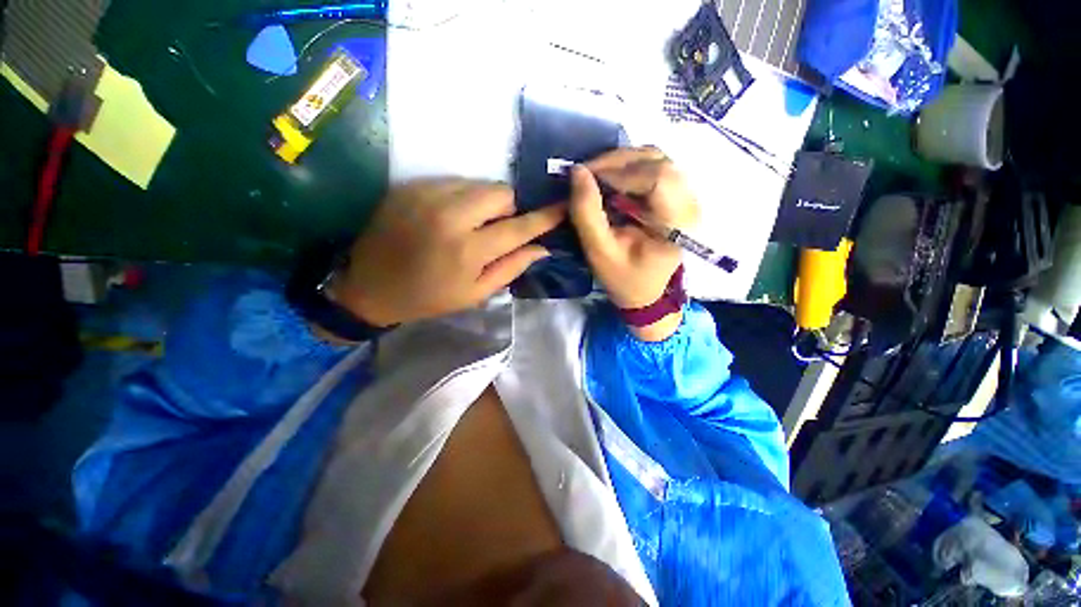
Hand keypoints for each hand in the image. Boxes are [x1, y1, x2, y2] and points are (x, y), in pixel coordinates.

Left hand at [330, 179, 564, 326]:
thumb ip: (511, 268)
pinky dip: (462, 197)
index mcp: (468, 251)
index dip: (545, 217)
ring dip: (486, 202)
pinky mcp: (410, 187)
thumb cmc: (429, 297)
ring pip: (478, 184)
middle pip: (501, 192)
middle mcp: (450, 216)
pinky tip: (450, 216)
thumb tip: (541, 248)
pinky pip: (453, 182)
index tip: (564, 205)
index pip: (519, 227)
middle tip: (498, 227)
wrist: (369, 287)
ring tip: (472, 223)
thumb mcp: (475, 294)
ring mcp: (427, 196)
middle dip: (509, 208)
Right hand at [568, 147, 699, 340]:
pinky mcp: (676, 195)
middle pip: (657, 161)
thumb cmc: (624, 279)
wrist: (645, 293)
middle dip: (617, 162)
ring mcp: (685, 196)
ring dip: (622, 162)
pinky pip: (653, 167)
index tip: (585, 178)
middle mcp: (689, 203)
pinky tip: (611, 182)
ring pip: (655, 158)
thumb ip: (587, 214)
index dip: (618, 171)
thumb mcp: (600, 252)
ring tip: (596, 177)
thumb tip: (577, 171)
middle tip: (586, 174)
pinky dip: (628, 168)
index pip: (656, 178)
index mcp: (677, 223)